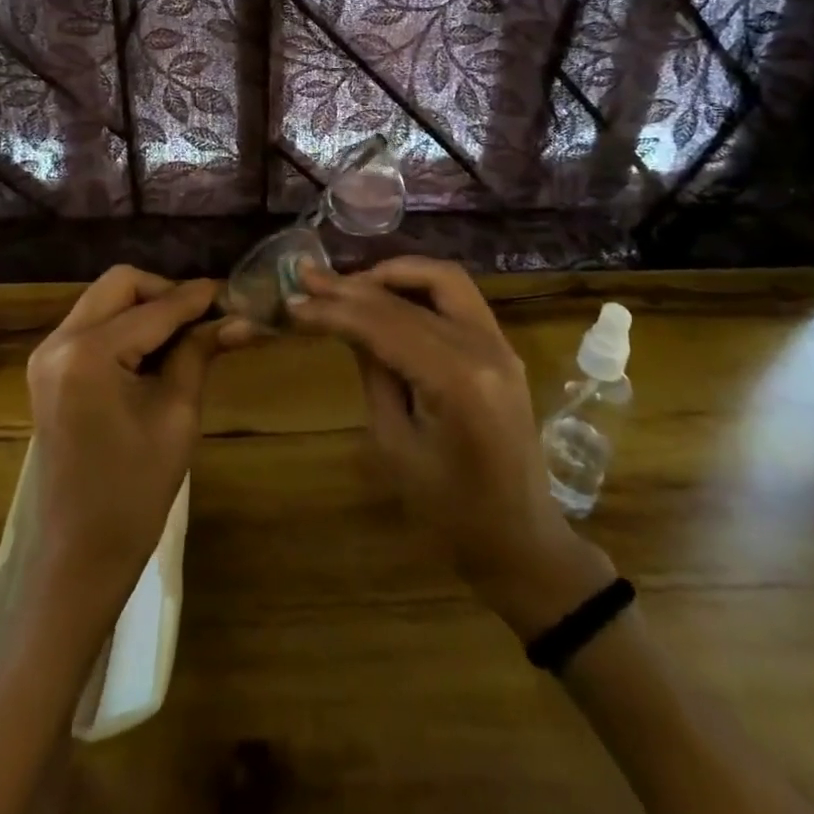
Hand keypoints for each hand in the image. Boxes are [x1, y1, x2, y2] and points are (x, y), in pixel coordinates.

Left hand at [25, 266, 234, 626]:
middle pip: (120, 284)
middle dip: (165, 292)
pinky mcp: (49, 369)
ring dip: (146, 307)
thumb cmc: (134, 491)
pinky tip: (156, 350)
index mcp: (88, 353)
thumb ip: (199, 352)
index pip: (155, 308)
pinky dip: (126, 325)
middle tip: (205, 317)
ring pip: (104, 300)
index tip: (234, 292)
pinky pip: (92, 325)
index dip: (198, 297)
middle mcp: (58, 341)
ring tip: (187, 334)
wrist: (79, 553)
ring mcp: (47, 354)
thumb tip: (239, 317)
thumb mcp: (177, 414)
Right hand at [290, 257, 613, 638]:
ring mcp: (500, 343)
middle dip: (354, 286)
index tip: (293, 301)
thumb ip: (373, 373)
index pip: (384, 325)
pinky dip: (419, 286)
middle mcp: (485, 347)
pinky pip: (458, 297)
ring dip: (394, 273)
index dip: (334, 310)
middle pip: (410, 297)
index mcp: (458, 380)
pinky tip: (387, 295)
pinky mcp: (502, 347)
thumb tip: (345, 323)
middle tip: (308, 278)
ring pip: (443, 278)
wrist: (520, 539)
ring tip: (350, 284)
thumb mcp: (395, 445)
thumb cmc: (449, 511)